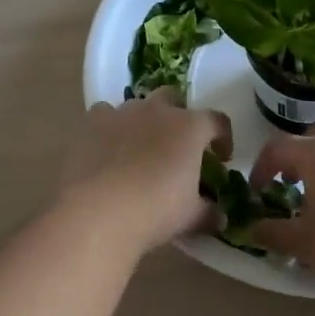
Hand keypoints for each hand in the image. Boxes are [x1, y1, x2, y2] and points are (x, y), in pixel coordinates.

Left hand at [57, 90, 232, 256]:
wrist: (99, 210)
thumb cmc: (156, 210)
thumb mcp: (191, 216)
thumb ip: (209, 212)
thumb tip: (219, 216)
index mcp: (189, 127)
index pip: (217, 121)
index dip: (223, 137)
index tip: (221, 158)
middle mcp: (157, 110)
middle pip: (173, 98)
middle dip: (178, 116)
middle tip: (177, 146)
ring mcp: (121, 112)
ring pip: (137, 105)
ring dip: (143, 122)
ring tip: (139, 150)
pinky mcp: (91, 121)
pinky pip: (104, 115)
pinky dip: (109, 128)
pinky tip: (107, 150)